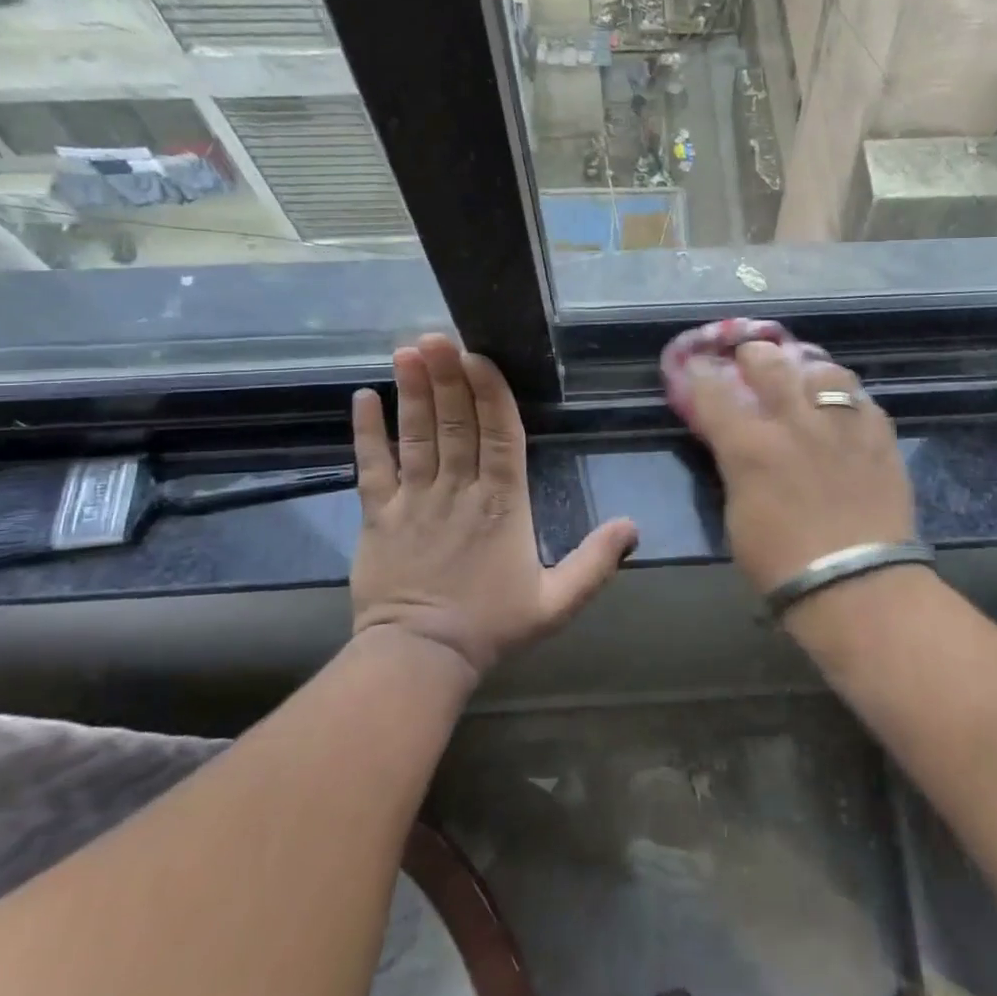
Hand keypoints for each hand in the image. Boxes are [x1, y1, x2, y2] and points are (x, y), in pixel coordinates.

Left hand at [349, 335, 638, 675]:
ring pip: (416, 435)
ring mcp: (414, 499)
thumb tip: (633, 526)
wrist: (420, 659)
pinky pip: (372, 466)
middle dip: (448, 376)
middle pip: (455, 423)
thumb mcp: (558, 602)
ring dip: (413, 391)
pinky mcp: (377, 515)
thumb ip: (595, 562)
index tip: (479, 356)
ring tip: (408, 351)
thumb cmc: (492, 626)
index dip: (490, 393)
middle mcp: (459, 490)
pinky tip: (363, 397)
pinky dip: (367, 432)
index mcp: (503, 504)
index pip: (498, 435)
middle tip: (438, 336)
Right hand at [684, 341, 914, 590]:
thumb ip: (735, 467)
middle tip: (751, 357)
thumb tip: (732, 442)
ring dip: (807, 368)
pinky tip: (844, 408)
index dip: (700, 375)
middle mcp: (795, 422)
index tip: (696, 365)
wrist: (858, 586)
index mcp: (750, 446)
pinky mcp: (880, 436)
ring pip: (823, 370)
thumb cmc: (782, 564)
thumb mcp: (737, 515)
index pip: (714, 393)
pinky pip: (862, 399)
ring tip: (805, 375)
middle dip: (754, 355)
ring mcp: (842, 424)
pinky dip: (847, 397)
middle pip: (769, 364)